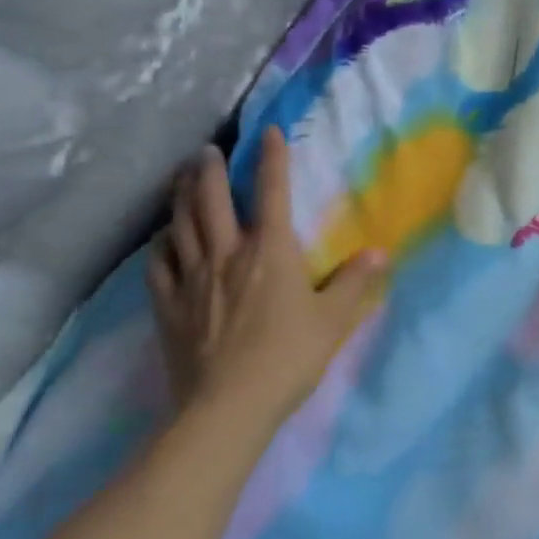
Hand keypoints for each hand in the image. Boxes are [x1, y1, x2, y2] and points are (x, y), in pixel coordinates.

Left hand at [146, 132, 384, 437]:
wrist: (228, 407)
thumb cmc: (289, 357)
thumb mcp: (334, 319)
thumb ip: (355, 281)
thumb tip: (379, 252)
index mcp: (270, 251)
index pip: (272, 191)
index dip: (272, 158)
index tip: (269, 132)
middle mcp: (227, 254)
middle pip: (211, 199)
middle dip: (210, 168)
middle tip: (208, 150)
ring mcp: (192, 279)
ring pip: (180, 224)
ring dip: (180, 195)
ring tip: (180, 177)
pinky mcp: (169, 306)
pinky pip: (159, 264)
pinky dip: (161, 244)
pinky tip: (163, 238)